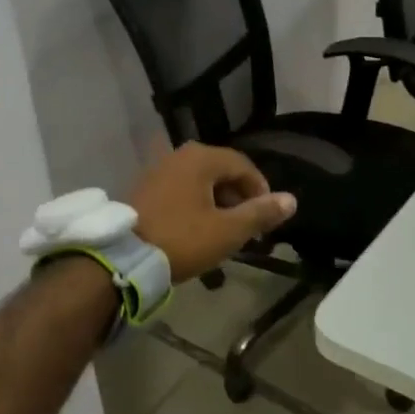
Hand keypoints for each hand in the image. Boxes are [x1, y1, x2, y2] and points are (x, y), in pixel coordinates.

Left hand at [129, 144, 296, 281]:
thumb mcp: (227, 231)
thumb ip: (260, 213)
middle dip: (239, 198)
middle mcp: (179, 155)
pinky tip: (197, 230)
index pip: (243, 165)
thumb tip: (291, 200)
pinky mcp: (143, 189)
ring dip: (217, 203)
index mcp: (201, 159)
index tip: (266, 218)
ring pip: (200, 182)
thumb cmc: (182, 240)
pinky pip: (180, 190)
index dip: (261, 190)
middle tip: (247, 228)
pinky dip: (196, 205)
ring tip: (224, 232)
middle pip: (221, 171)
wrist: (123, 258)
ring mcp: (157, 170)